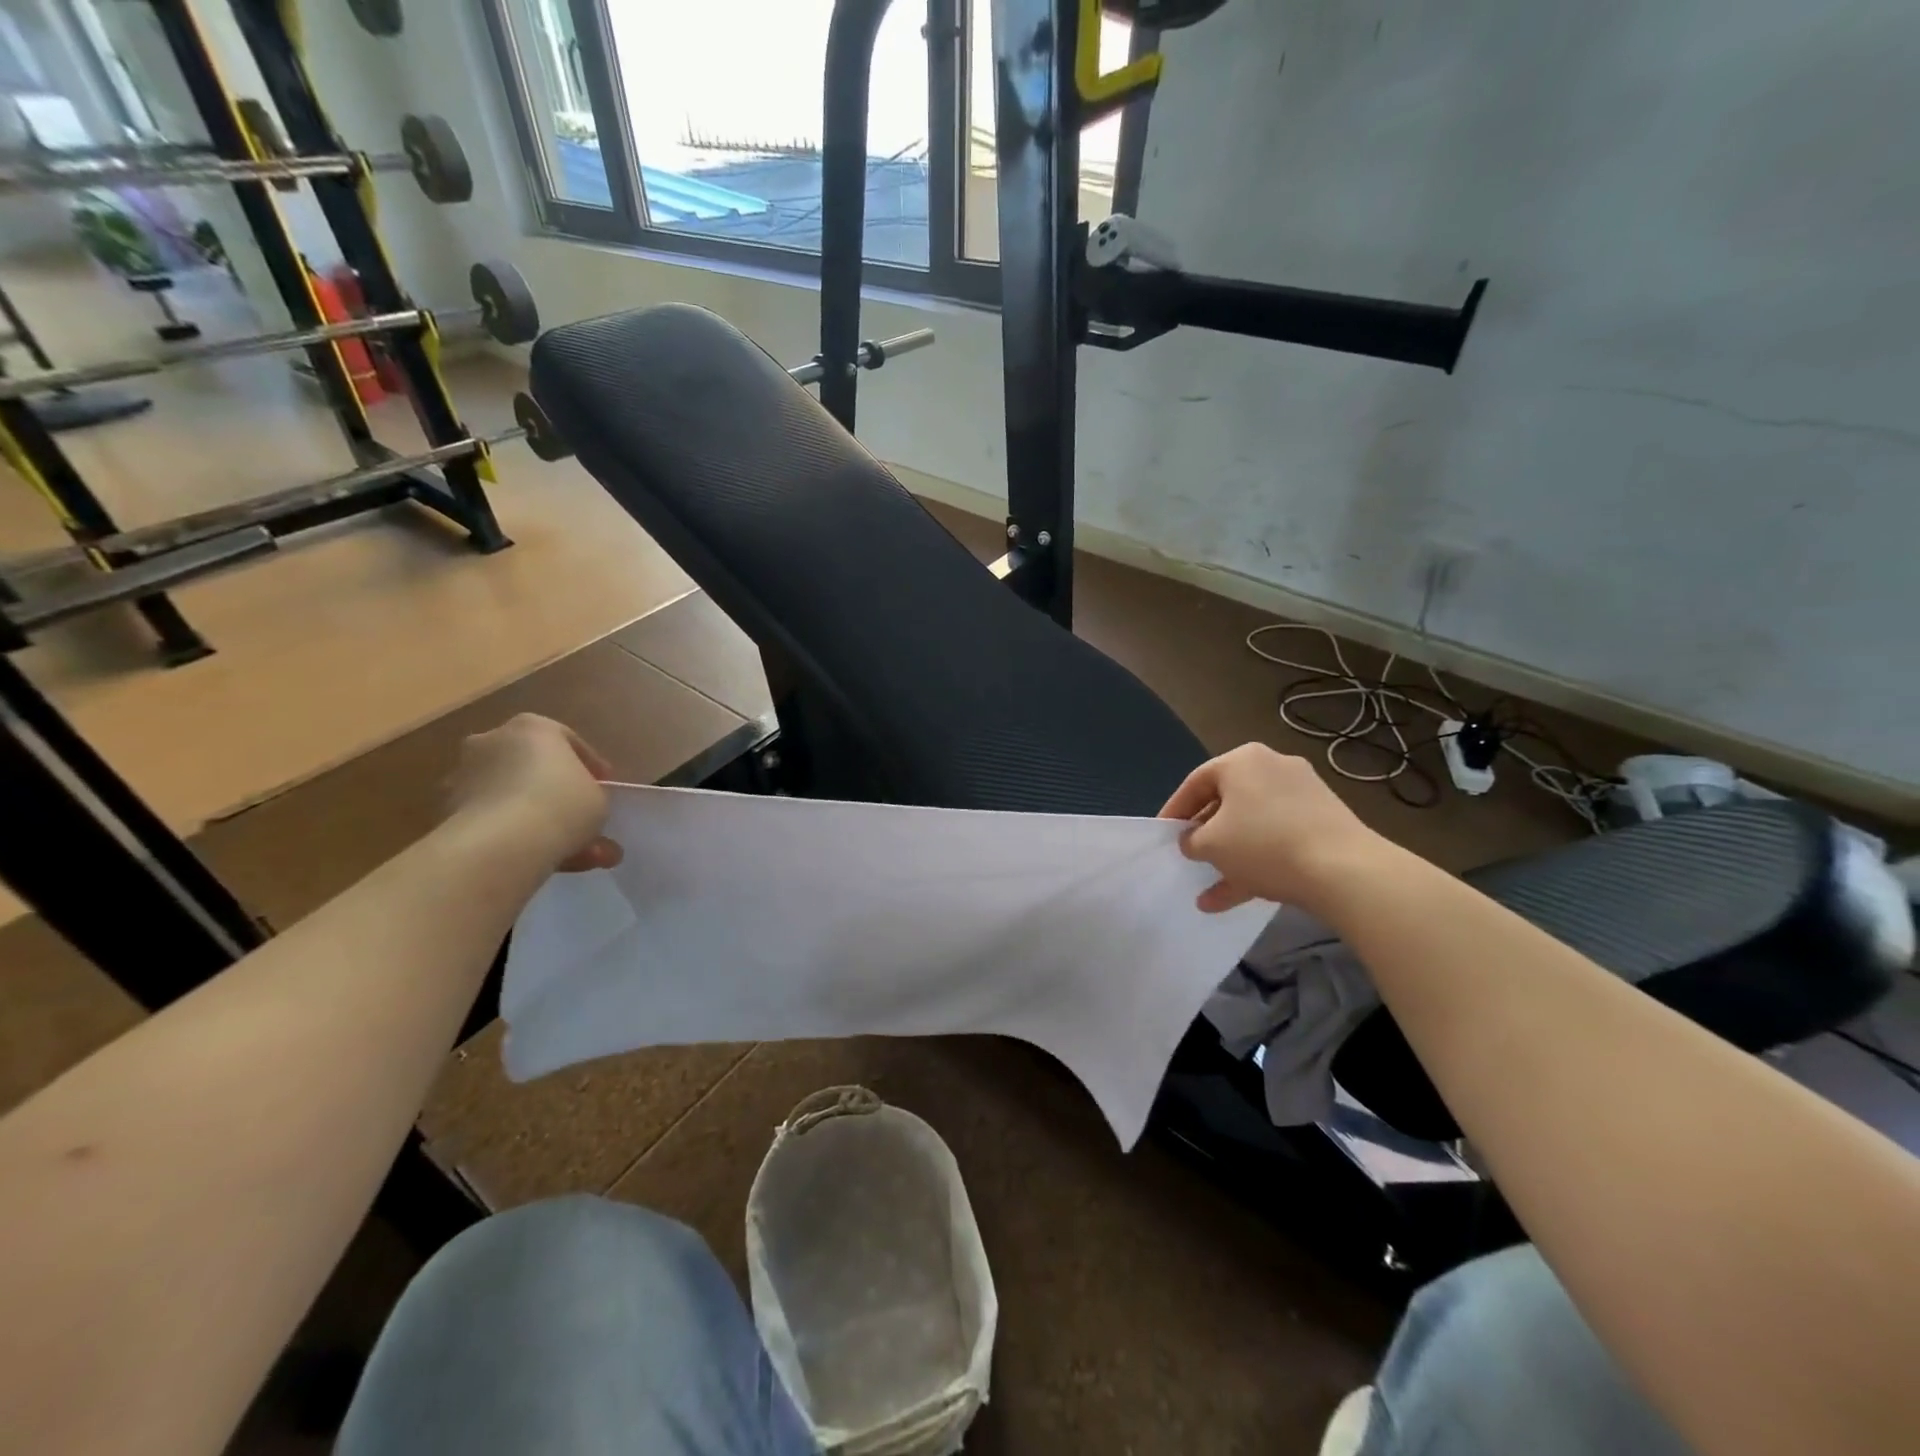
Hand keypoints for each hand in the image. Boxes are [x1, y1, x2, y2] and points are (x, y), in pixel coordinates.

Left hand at [446, 714, 622, 872]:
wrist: (502, 843)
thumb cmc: (563, 803)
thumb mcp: (598, 797)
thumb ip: (591, 796)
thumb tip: (583, 810)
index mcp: (532, 727)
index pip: (567, 741)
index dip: (590, 766)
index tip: (603, 787)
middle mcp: (492, 741)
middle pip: (532, 767)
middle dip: (557, 794)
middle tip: (581, 819)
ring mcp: (464, 776)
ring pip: (512, 798)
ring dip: (539, 820)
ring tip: (572, 855)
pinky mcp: (448, 811)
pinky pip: (494, 820)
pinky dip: (516, 836)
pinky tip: (542, 860)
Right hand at [1160, 743, 1386, 912]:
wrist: (1345, 870)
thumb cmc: (1263, 844)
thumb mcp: (1211, 844)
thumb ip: (1191, 840)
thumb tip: (1193, 841)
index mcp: (1242, 761)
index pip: (1195, 782)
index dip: (1174, 811)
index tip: (1162, 834)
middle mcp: (1273, 768)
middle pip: (1227, 802)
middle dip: (1206, 835)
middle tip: (1190, 856)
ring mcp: (1303, 795)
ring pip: (1253, 826)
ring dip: (1230, 857)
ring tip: (1209, 890)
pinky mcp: (1324, 822)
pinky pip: (1278, 839)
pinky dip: (1257, 863)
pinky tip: (1236, 898)